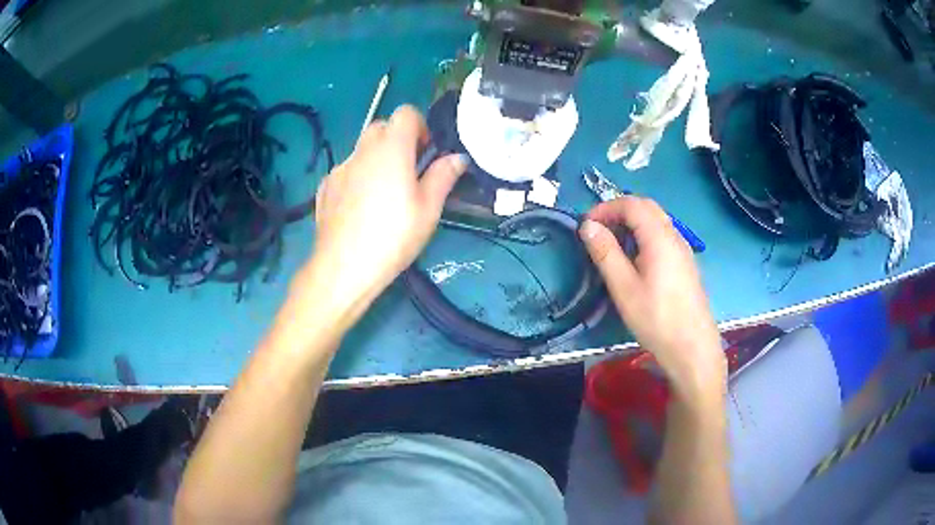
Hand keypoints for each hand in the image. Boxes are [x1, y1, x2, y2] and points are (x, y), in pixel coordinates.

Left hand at [305, 105, 466, 314]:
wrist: (343, 268)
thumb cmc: (393, 237)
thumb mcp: (428, 209)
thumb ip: (443, 176)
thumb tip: (458, 157)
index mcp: (391, 149)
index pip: (406, 113)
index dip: (420, 126)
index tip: (425, 153)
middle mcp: (362, 150)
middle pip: (381, 127)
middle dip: (398, 140)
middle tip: (409, 171)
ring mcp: (339, 168)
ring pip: (362, 149)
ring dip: (377, 159)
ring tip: (384, 195)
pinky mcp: (325, 187)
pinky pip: (347, 170)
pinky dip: (358, 177)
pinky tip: (361, 208)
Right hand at [579, 196, 725, 401]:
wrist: (693, 348)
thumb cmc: (656, 319)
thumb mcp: (624, 288)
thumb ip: (606, 253)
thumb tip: (588, 226)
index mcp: (660, 237)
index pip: (631, 204)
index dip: (606, 208)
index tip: (586, 226)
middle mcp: (674, 236)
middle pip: (646, 207)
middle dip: (618, 211)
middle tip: (597, 231)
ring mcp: (683, 249)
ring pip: (656, 220)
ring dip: (631, 223)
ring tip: (612, 245)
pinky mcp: (685, 263)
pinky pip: (663, 235)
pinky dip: (643, 235)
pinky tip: (635, 260)